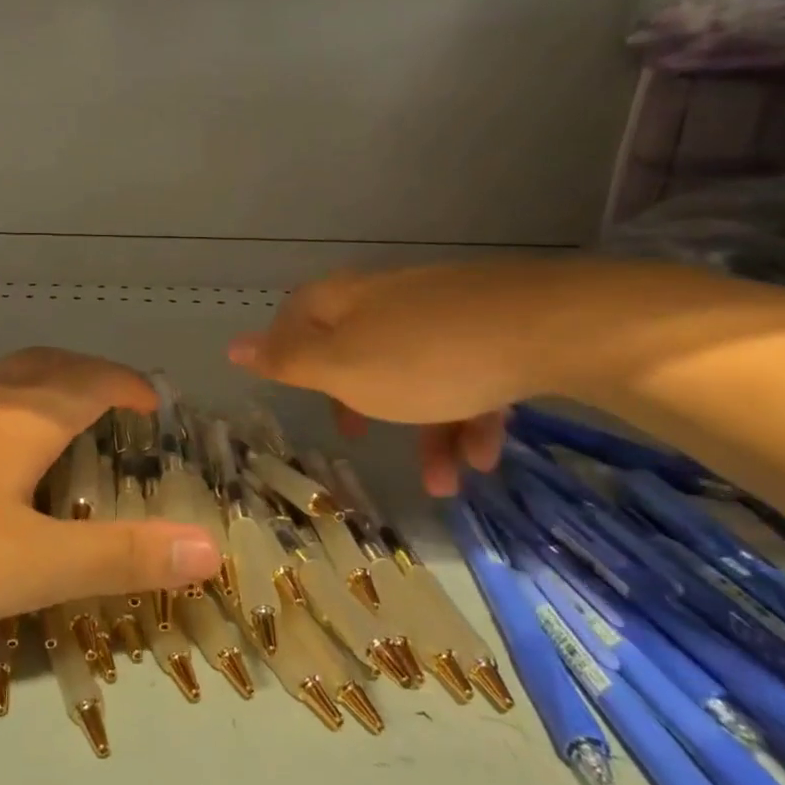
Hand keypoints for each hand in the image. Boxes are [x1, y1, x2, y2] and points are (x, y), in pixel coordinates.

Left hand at [0, 348, 223, 636]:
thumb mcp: (28, 565)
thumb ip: (119, 557)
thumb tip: (210, 549)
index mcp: (23, 412)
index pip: (95, 380)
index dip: (132, 387)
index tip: (157, 405)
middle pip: (48, 365)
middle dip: (89, 378)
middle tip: (112, 408)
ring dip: (37, 387)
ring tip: (50, 422)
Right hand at [227, 263, 567, 496]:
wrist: (552, 330)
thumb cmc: (423, 358)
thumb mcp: (341, 368)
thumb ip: (287, 361)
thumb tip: (232, 345)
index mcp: (347, 301)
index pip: (297, 315)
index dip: (286, 349)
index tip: (292, 389)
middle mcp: (392, 299)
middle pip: (359, 348)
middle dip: (358, 399)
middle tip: (356, 434)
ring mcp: (448, 312)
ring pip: (419, 373)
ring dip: (426, 430)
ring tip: (445, 485)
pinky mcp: (499, 329)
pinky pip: (469, 376)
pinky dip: (469, 417)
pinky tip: (482, 458)